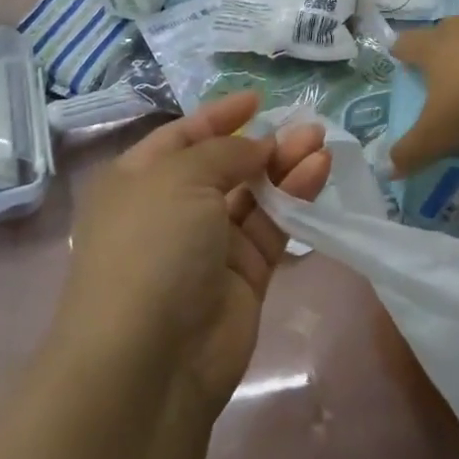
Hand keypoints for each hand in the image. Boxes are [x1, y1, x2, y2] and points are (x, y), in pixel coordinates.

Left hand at [56, 93, 330, 416]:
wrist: (149, 360)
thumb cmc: (151, 246)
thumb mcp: (180, 178)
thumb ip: (225, 152)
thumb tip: (259, 146)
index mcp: (138, 182)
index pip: (182, 138)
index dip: (218, 117)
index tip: (257, 99)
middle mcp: (172, 211)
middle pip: (224, 165)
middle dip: (262, 143)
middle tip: (305, 125)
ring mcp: (209, 246)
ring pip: (254, 195)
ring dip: (285, 166)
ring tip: (320, 141)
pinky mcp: (245, 276)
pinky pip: (273, 226)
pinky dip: (295, 198)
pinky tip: (318, 171)